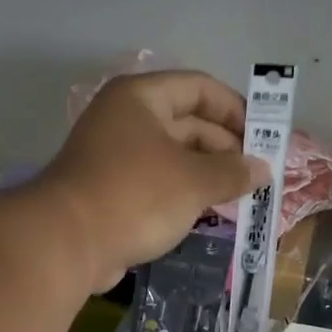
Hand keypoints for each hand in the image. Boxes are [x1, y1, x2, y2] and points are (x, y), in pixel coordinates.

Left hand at [36, 71, 267, 291]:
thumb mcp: (193, 181)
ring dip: (208, 174)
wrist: (66, 243)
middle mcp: (126, 119)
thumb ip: (233, 172)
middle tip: (258, 175)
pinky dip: (184, 193)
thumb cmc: (135, 196)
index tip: (264, 137)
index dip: (236, 109)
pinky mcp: (111, 190)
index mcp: (141, 98)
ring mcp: (115, 156)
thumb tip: (263, 170)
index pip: (200, 88)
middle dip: (225, 148)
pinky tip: (210, 211)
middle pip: (188, 122)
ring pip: (174, 156)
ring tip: (241, 196)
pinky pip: (158, 182)